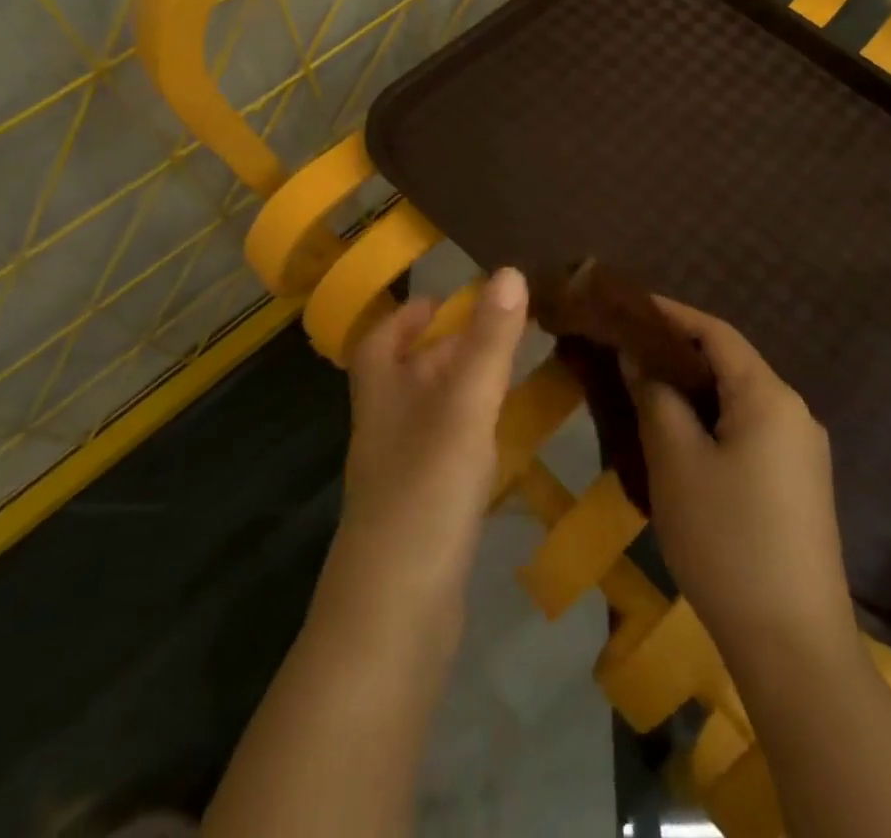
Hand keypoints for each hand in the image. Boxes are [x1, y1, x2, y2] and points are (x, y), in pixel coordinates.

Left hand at [324, 269, 528, 620]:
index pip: (380, 340)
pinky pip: (446, 455)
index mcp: (382, 394)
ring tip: (509, 375)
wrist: (394, 618)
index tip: (444, 299)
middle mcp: (386, 428)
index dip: (407, 316)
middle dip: (445, 348)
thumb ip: (488, 342)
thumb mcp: (462, 406)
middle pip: (407, 375)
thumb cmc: (423, 493)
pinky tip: (501, 441)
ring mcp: (402, 475)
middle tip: (498, 330)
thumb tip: (510, 272)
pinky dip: (471, 436)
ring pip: (430, 415)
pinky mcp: (423, 514)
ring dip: (462, 390)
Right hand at [629, 298, 856, 677]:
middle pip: (730, 363)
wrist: (795, 646)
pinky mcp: (799, 485)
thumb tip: (637, 357)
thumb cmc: (728, 540)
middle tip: (626, 350)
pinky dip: (711, 420)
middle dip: (677, 352)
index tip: (627, 306)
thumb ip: (656, 397)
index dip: (671, 314)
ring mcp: (802, 451)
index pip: (716, 332)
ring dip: (692, 389)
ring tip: (643, 390)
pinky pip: (748, 430)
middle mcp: (794, 412)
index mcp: (769, 396)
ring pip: (737, 399)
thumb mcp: (676, 462)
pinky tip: (679, 439)